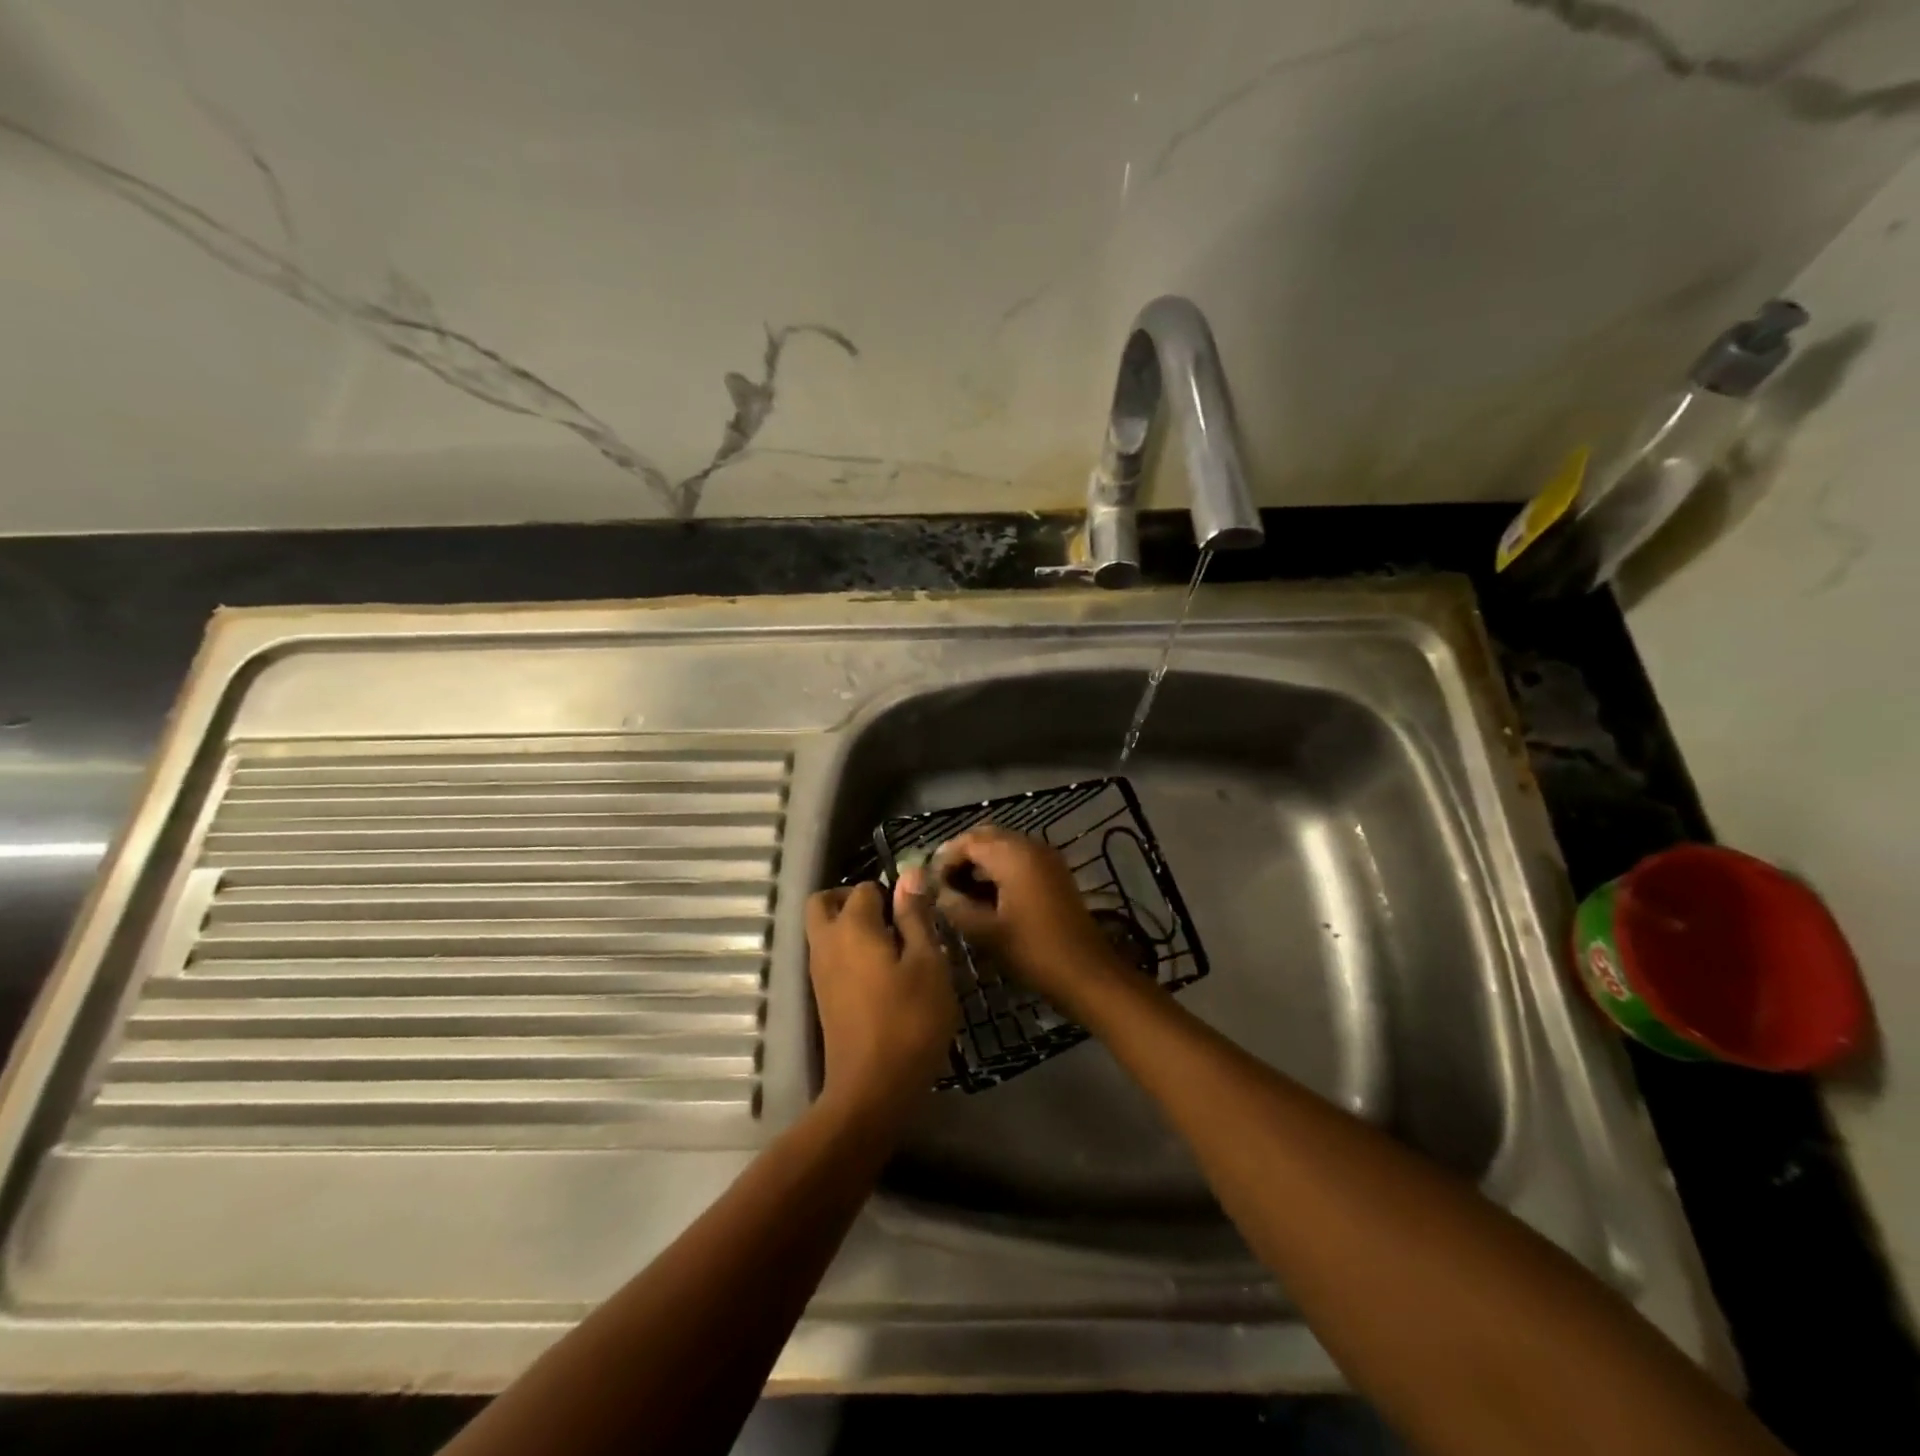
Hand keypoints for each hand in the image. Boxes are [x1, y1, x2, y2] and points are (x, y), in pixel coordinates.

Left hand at [805, 874, 958, 1119]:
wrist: (872, 1090)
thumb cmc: (909, 1021)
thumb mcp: (928, 964)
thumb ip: (915, 917)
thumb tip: (909, 874)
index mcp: (852, 926)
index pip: (865, 888)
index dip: (892, 893)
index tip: (917, 913)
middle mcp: (826, 942)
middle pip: (824, 902)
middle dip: (852, 899)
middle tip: (890, 918)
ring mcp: (819, 972)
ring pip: (823, 930)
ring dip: (850, 927)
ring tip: (893, 948)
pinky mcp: (822, 997)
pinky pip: (829, 956)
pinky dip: (847, 952)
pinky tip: (881, 974)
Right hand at [930, 827, 1127, 1014]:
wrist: (1086, 973)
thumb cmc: (1033, 951)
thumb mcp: (985, 931)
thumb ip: (954, 905)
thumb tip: (935, 891)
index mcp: (1012, 855)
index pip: (967, 841)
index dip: (943, 858)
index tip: (927, 881)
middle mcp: (1030, 845)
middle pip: (986, 837)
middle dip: (961, 856)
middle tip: (941, 884)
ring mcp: (1046, 857)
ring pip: (1003, 846)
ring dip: (979, 862)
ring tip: (958, 892)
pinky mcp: (1054, 872)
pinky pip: (1019, 858)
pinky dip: (998, 868)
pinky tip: (985, 896)